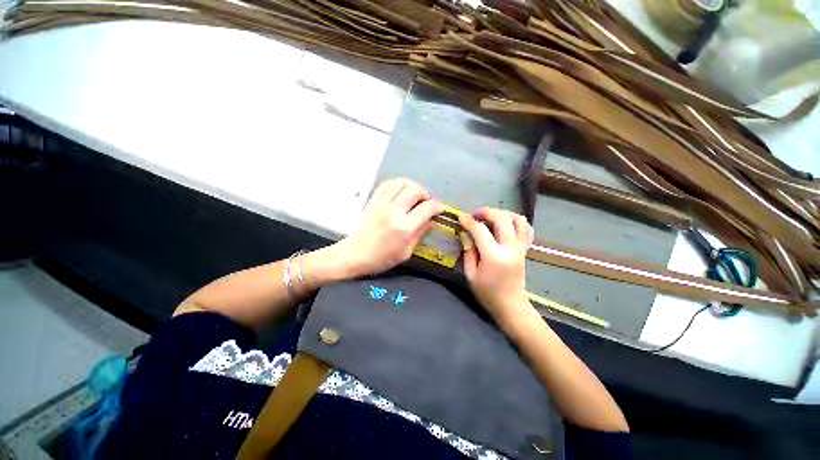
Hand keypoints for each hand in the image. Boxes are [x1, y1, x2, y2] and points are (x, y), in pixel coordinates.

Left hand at [332, 178, 443, 277]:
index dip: (437, 206)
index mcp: (404, 227)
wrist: (354, 254)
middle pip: (415, 189)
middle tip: (425, 203)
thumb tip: (432, 220)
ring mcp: (382, 203)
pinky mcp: (373, 200)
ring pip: (402, 182)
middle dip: (425, 194)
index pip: (427, 208)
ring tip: (413, 197)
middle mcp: (394, 211)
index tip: (440, 208)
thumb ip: (420, 234)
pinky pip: (388, 184)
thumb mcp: (406, 252)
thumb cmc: (382, 258)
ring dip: (412, 187)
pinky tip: (400, 193)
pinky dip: (398, 185)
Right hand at [459, 207, 533, 323]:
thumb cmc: (487, 292)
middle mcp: (510, 248)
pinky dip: (517, 221)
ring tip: (491, 216)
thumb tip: (465, 234)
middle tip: (475, 215)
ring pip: (518, 220)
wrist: (511, 305)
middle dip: (486, 212)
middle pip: (502, 219)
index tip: (460, 217)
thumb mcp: (471, 274)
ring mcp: (520, 248)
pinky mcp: (525, 249)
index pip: (480, 231)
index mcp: (494, 256)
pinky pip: (527, 229)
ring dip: (503, 213)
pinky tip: (506, 223)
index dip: (468, 221)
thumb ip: (468, 252)